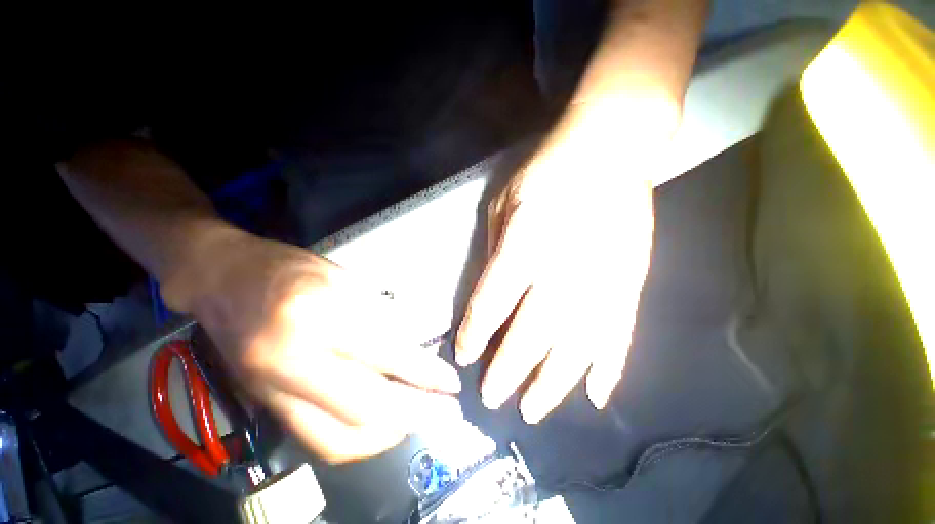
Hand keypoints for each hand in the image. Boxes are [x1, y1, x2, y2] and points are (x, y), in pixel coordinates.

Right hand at [166, 229, 462, 461]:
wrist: (223, 280)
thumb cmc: (292, 270)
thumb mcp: (347, 281)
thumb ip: (381, 317)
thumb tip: (415, 349)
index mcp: (318, 313)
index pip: (386, 354)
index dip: (425, 373)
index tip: (452, 383)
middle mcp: (292, 360)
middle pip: (365, 407)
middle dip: (416, 414)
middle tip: (447, 412)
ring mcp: (273, 391)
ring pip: (340, 438)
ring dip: (388, 435)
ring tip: (420, 420)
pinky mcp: (267, 407)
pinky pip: (319, 440)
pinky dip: (359, 439)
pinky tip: (383, 425)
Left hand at [456, 97, 674, 423]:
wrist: (610, 150)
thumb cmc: (549, 171)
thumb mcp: (506, 204)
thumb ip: (498, 252)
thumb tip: (494, 296)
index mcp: (527, 243)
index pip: (492, 302)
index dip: (476, 333)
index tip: (465, 356)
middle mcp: (565, 269)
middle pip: (531, 335)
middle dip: (509, 370)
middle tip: (492, 398)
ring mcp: (604, 279)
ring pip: (576, 348)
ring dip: (554, 384)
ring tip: (534, 411)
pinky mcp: (632, 281)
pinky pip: (619, 336)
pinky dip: (607, 369)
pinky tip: (596, 397)